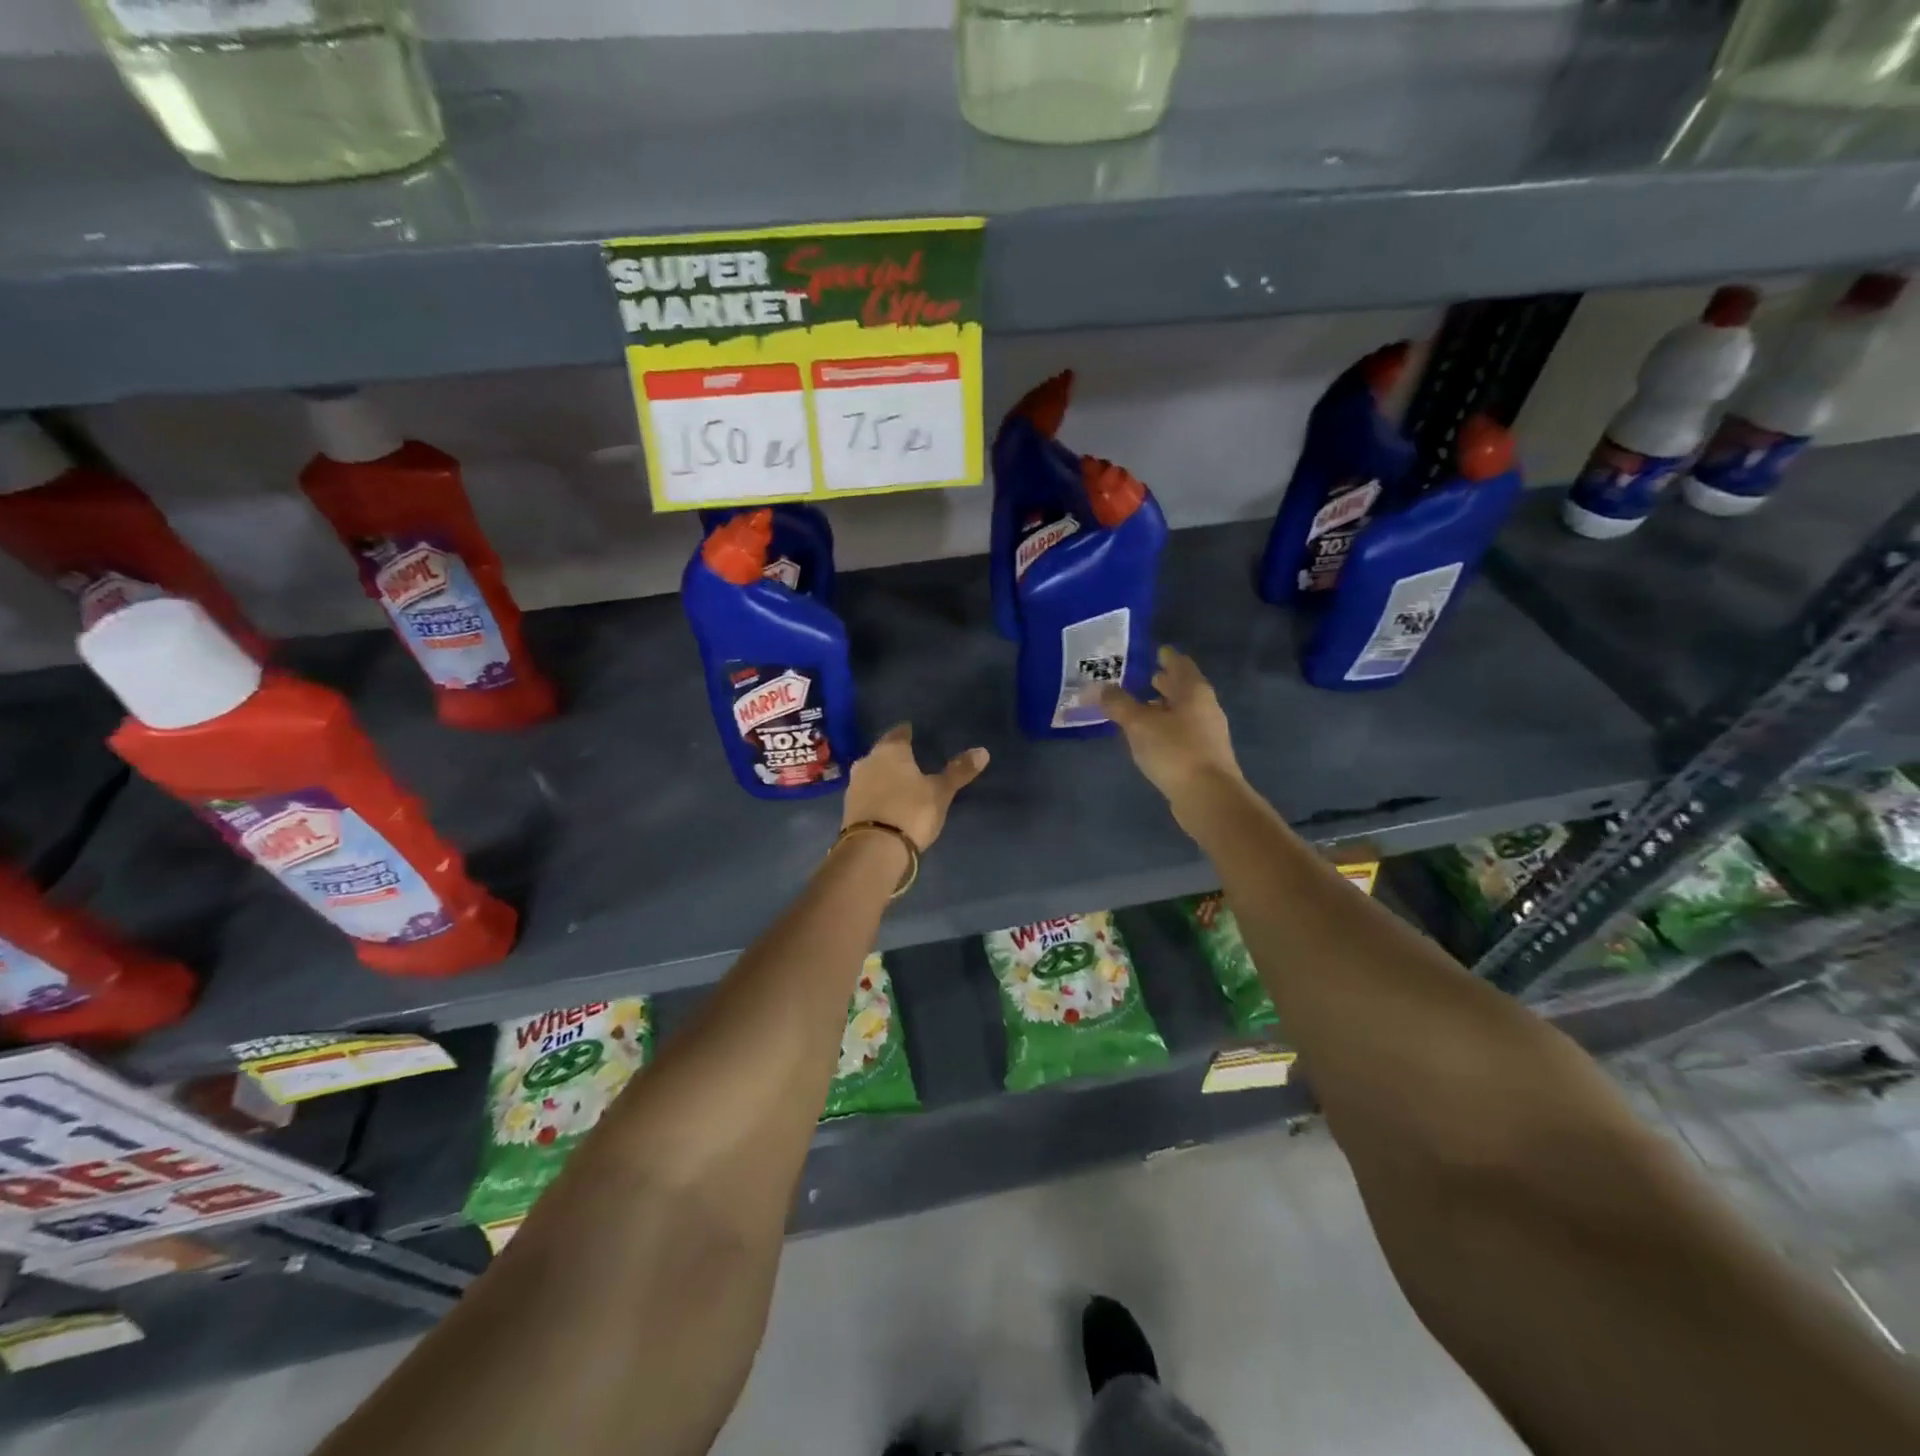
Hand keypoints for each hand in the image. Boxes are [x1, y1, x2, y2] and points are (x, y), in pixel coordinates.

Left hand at [842, 724, 989, 851]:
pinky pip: (867, 794)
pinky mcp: (848, 809)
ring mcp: (854, 786)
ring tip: (900, 782)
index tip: (913, 732)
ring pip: (872, 773)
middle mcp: (867, 762)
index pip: (899, 733)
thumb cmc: (911, 811)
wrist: (873, 850)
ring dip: (884, 776)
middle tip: (910, 759)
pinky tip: (887, 802)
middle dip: (894, 756)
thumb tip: (983, 751)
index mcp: (889, 751)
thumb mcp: (940, 792)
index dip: (907, 732)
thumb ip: (958, 771)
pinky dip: (877, 795)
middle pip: (882, 753)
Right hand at [1100, 647, 1242, 818]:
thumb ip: (1117, 704)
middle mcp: (1205, 707)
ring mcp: (1207, 733)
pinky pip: (1180, 732)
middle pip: (1182, 688)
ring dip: (1162, 707)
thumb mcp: (1139, 724)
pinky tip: (1148, 737)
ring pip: (1181, 712)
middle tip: (1139, 676)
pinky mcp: (1202, 756)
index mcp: (1194, 691)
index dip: (1166, 656)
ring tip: (1138, 706)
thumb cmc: (1175, 751)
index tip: (1152, 651)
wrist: (1209, 797)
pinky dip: (1165, 727)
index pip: (1180, 664)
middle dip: (1162, 681)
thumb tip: (1096, 687)